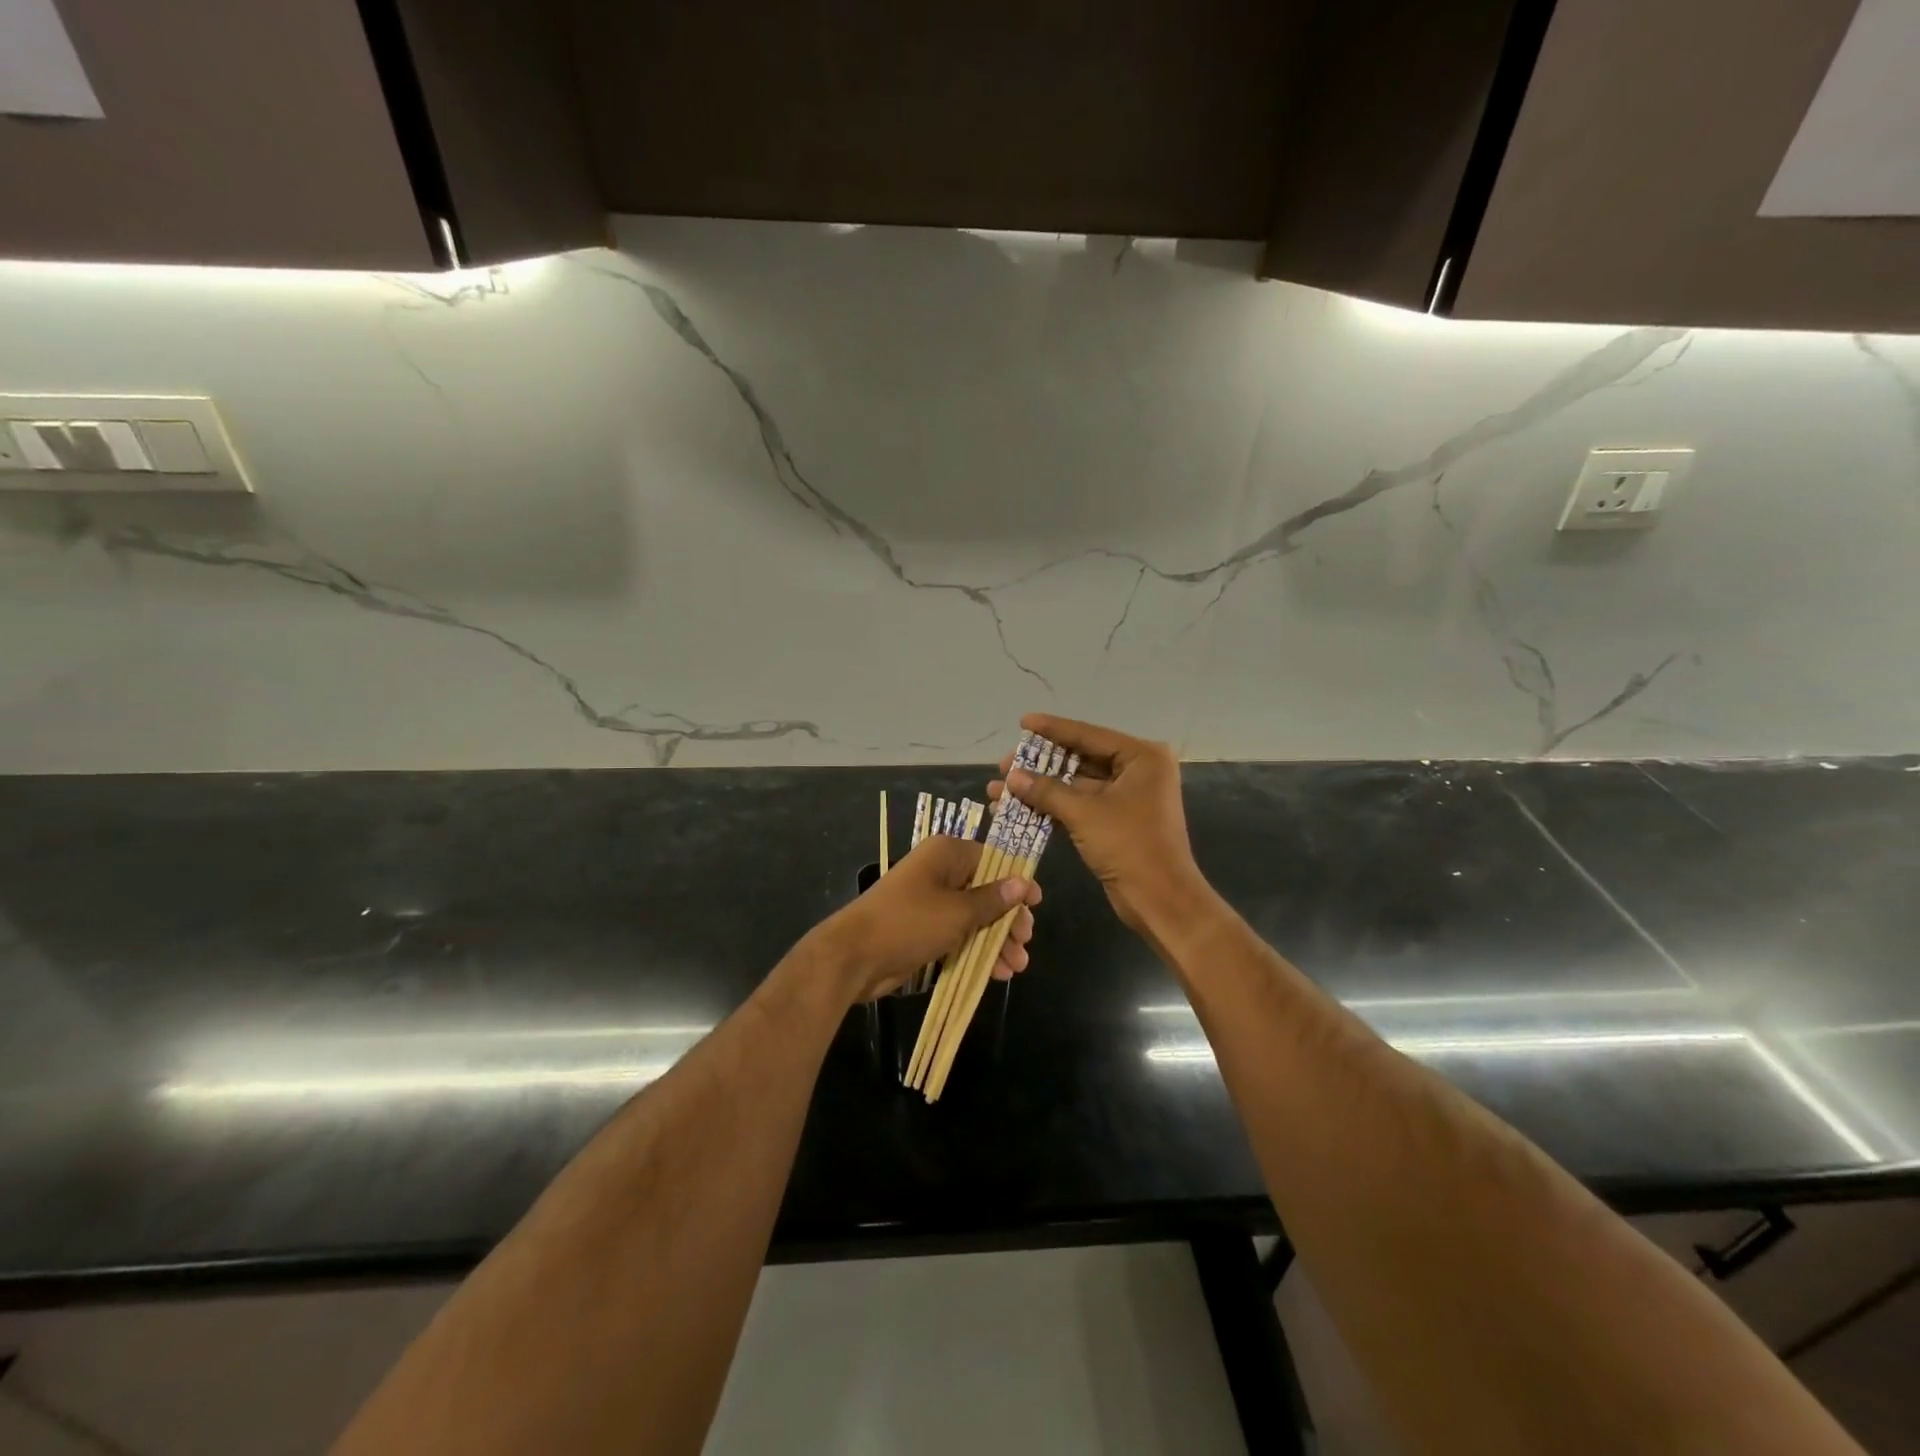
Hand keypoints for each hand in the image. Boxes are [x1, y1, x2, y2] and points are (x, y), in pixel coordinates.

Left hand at [816, 834, 1040, 1001]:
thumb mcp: (958, 912)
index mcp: (946, 854)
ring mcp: (931, 902)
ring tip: (1017, 966)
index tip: (1036, 905)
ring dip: (996, 940)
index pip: (992, 859)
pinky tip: (997, 973)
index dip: (1016, 882)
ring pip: (974, 917)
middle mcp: (940, 872)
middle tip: (1025, 942)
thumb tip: (1022, 882)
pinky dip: (977, 950)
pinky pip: (959, 935)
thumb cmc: (909, 922)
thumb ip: (993, 899)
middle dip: (1008, 919)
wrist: (854, 956)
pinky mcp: (924, 929)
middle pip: (986, 891)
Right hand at [990, 713, 1206, 935]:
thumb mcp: (1085, 814)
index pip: (1088, 735)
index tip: (1022, 722)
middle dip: (1039, 765)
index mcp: (1141, 757)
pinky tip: (1017, 810)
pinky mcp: (1114, 823)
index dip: (1052, 729)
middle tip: (1004, 765)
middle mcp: (1136, 771)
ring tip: (1000, 790)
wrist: (1160, 900)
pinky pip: (1078, 807)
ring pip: (1074, 786)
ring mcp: (1125, 798)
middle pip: (1080, 759)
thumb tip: (1010, 777)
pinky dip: (1050, 808)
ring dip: (1039, 789)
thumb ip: (1046, 791)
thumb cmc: (1130, 846)